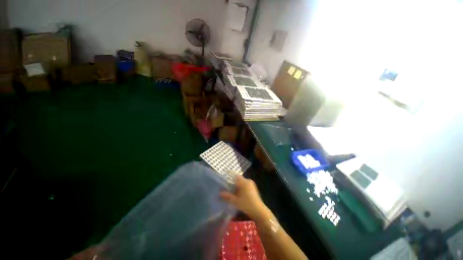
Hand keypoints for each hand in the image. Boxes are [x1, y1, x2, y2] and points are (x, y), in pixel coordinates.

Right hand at [220, 175, 269, 220]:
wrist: (259, 211)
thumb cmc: (246, 204)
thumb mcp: (235, 201)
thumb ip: (227, 196)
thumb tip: (219, 193)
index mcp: (243, 182)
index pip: (235, 175)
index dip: (229, 174)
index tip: (225, 174)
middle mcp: (248, 180)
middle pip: (238, 179)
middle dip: (232, 182)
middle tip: (226, 186)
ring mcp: (251, 184)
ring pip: (241, 182)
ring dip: (236, 185)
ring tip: (231, 191)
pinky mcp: (253, 187)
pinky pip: (245, 185)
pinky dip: (241, 187)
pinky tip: (238, 194)